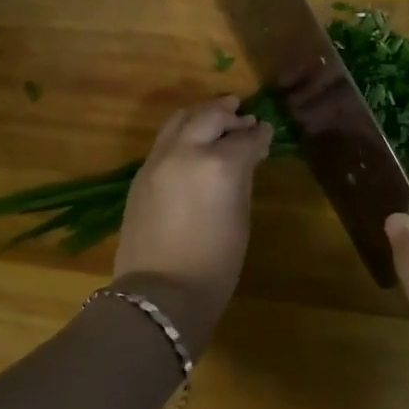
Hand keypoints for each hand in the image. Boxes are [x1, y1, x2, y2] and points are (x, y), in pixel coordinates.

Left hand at [112, 97, 272, 357]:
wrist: (159, 294)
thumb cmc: (214, 265)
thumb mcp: (239, 218)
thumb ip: (243, 178)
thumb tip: (247, 156)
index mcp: (219, 164)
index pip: (245, 138)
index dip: (260, 134)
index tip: (266, 130)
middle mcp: (187, 151)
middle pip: (210, 117)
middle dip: (229, 114)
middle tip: (242, 115)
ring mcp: (159, 159)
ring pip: (181, 119)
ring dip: (202, 114)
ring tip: (216, 114)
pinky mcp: (141, 172)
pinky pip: (165, 139)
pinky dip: (183, 131)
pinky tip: (192, 140)